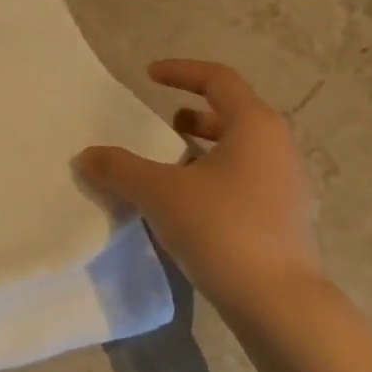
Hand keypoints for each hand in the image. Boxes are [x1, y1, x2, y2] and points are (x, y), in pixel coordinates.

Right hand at [75, 60, 321, 317]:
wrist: (277, 300)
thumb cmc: (222, 229)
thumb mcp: (160, 194)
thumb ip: (119, 169)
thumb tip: (85, 156)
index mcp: (255, 126)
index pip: (218, 79)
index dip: (181, 72)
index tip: (149, 75)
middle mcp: (277, 146)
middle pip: (232, 113)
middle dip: (192, 114)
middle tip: (159, 126)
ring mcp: (285, 183)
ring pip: (238, 149)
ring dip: (201, 148)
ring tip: (167, 166)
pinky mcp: (282, 215)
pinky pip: (243, 178)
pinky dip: (212, 176)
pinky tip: (186, 204)